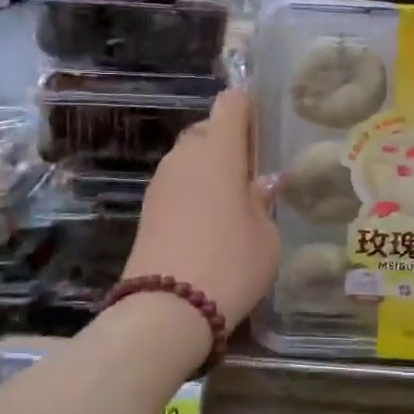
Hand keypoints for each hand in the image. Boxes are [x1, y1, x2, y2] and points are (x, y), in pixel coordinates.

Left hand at [124, 89, 280, 331]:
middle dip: (229, 143)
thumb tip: (261, 185)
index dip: (249, 108)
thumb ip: (263, 202)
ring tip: (233, 202)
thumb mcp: (266, 235)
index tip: (265, 131)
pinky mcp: (147, 209)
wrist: (166, 311)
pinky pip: (177, 184)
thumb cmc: (230, 263)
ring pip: (189, 158)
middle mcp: (185, 156)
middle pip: (208, 130)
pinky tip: (210, 222)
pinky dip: (194, 192)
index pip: (231, 103)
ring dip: (210, 169)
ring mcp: (161, 182)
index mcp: (218, 150)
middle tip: (252, 173)